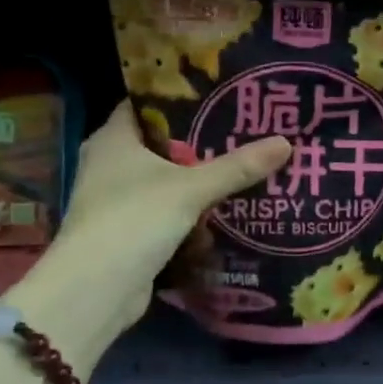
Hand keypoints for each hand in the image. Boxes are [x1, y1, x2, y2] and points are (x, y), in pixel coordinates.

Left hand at [42, 102, 289, 343]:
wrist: (96, 289)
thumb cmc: (134, 220)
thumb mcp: (191, 188)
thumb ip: (238, 166)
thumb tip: (286, 142)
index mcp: (113, 139)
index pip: (146, 104)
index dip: (181, 97)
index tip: (220, 93)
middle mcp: (109, 164)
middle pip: (161, 142)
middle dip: (200, 139)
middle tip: (243, 129)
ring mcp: (117, 199)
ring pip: (166, 178)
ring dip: (198, 176)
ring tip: (243, 163)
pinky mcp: (129, 230)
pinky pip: (167, 209)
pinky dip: (192, 208)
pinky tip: (225, 205)